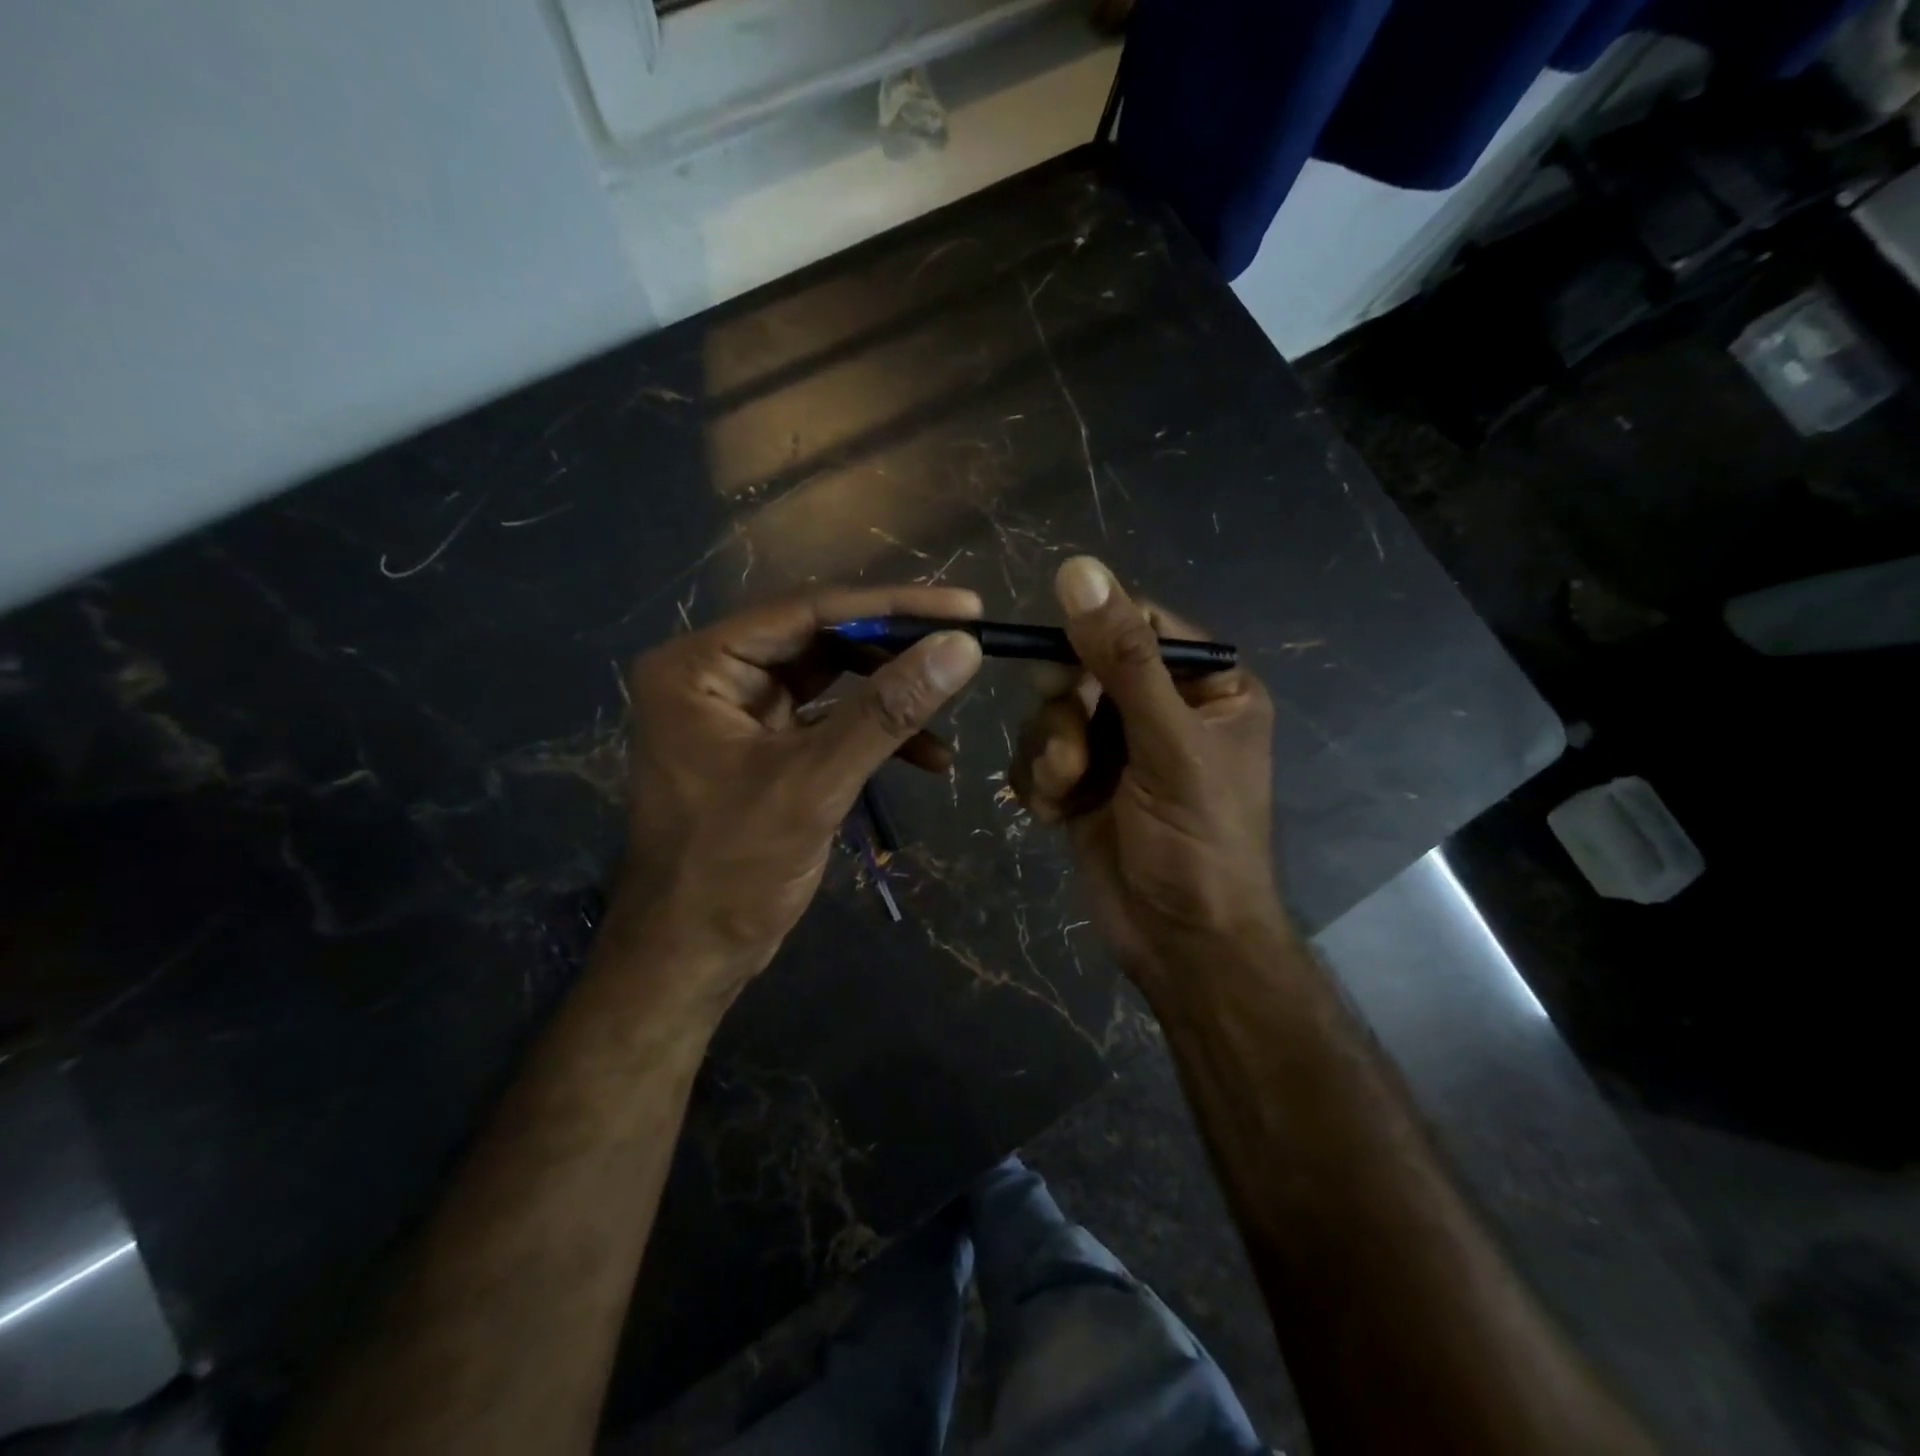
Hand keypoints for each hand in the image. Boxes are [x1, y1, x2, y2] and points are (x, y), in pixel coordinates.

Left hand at [616, 586, 983, 1007]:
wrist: (691, 956)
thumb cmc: (733, 869)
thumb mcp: (814, 783)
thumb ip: (887, 711)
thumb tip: (961, 647)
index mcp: (701, 666)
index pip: (808, 612)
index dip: (892, 606)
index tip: (964, 607)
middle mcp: (715, 675)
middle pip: (822, 640)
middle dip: (895, 651)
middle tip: (965, 648)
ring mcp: (740, 712)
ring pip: (832, 681)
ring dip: (891, 697)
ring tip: (950, 709)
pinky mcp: (765, 747)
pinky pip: (829, 723)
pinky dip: (875, 735)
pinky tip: (929, 759)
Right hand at [1011, 557, 1286, 999]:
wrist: (1179, 944)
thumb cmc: (1196, 841)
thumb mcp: (1168, 743)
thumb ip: (1123, 658)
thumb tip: (1078, 568)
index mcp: (1207, 685)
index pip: (1139, 623)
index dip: (1093, 636)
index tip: (1067, 671)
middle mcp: (1160, 708)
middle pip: (1082, 666)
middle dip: (1067, 713)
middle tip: (1074, 753)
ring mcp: (1116, 747)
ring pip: (1051, 713)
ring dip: (1050, 754)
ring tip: (1067, 793)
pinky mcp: (1080, 783)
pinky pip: (1037, 755)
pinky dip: (1038, 782)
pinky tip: (1054, 814)